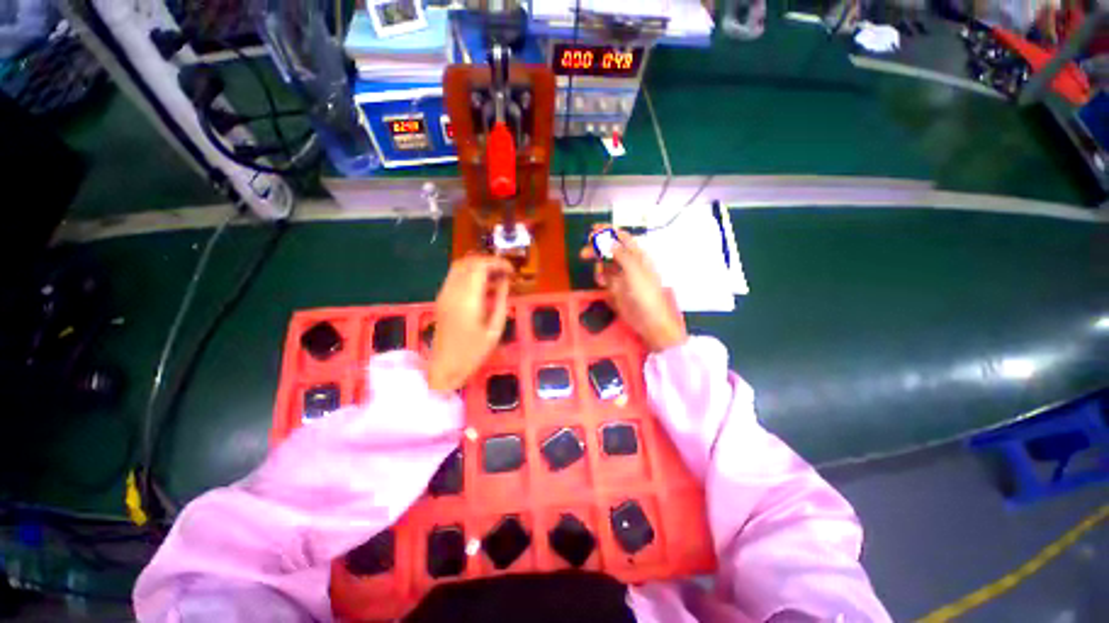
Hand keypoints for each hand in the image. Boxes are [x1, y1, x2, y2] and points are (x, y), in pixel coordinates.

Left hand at [427, 255, 513, 391]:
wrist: (445, 366)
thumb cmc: (474, 351)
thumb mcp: (495, 328)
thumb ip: (502, 300)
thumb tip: (506, 282)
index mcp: (467, 298)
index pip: (480, 266)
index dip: (498, 263)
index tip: (512, 271)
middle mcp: (453, 291)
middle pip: (469, 261)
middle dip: (489, 262)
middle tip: (505, 273)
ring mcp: (444, 294)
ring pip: (460, 266)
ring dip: (479, 266)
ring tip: (496, 278)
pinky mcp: (442, 298)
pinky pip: (455, 276)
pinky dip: (470, 274)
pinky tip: (483, 287)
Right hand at [580, 225, 686, 352]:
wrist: (649, 320)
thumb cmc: (645, 293)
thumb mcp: (634, 270)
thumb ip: (621, 254)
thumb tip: (608, 239)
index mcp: (638, 256)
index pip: (622, 238)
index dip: (608, 232)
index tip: (592, 230)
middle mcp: (629, 263)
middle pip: (611, 250)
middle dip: (598, 248)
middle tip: (584, 252)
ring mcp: (622, 276)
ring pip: (606, 264)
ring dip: (598, 264)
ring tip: (595, 272)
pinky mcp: (616, 289)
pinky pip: (605, 278)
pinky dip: (600, 277)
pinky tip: (600, 282)